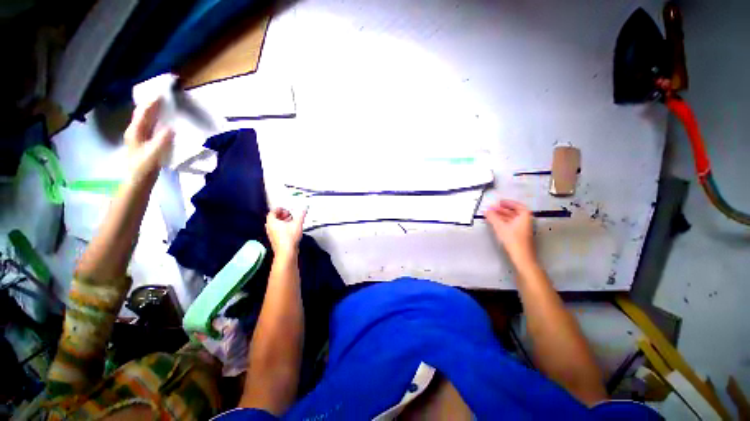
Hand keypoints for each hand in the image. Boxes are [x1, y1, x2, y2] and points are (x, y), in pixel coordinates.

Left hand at [124, 99, 173, 177]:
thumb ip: (162, 140)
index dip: (152, 102)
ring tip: (165, 105)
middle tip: (164, 96)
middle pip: (143, 113)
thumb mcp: (154, 154)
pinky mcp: (145, 141)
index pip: (144, 112)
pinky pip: (150, 125)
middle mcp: (135, 130)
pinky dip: (156, 119)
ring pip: (146, 118)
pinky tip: (163, 120)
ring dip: (154, 111)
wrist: (138, 180)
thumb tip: (172, 128)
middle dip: (152, 103)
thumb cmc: (144, 167)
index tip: (163, 93)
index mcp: (135, 131)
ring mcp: (139, 136)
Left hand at [266, 207, 305, 258]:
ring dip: (283, 222)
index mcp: (272, 222)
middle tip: (289, 214)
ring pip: (275, 225)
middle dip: (282, 215)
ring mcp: (271, 234)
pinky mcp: (275, 240)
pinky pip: (277, 231)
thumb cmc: (289, 238)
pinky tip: (291, 229)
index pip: (272, 212)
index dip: (279, 209)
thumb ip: (300, 215)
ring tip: (291, 221)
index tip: (285, 209)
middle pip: (274, 218)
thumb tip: (303, 209)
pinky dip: (283, 228)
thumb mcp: (297, 224)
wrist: (286, 252)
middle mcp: (269, 228)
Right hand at [485, 200, 535, 264]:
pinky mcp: (519, 235)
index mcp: (524, 216)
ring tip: (490, 215)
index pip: (517, 205)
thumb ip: (492, 217)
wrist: (521, 257)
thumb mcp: (500, 227)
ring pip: (511, 219)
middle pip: (513, 212)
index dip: (507, 203)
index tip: (499, 202)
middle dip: (502, 210)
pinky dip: (502, 222)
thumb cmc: (513, 240)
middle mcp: (525, 221)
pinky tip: (495, 223)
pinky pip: (510, 224)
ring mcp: (522, 229)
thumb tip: (486, 210)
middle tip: (491, 208)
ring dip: (501, 216)